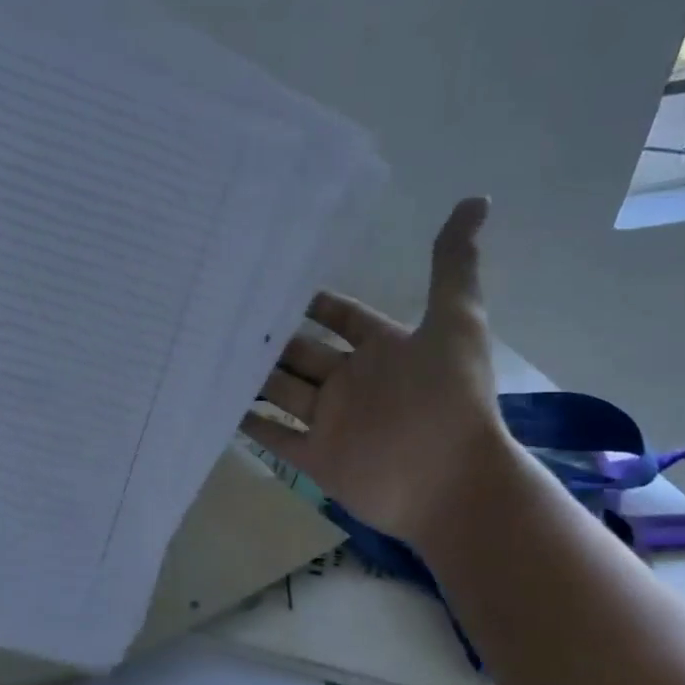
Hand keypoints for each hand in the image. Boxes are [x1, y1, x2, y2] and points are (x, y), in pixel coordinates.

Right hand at [241, 197, 509, 545]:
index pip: (342, 318)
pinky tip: (217, 404)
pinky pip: (275, 436)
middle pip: (303, 353)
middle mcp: (353, 383)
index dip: (313, 303)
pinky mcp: (316, 458)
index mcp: (383, 351)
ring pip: (283, 391)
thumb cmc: (450, 401)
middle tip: (224, 314)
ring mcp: (332, 421)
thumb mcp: (455, 324)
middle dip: (271, 338)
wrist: (451, 485)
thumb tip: (475, 199)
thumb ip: (453, 267)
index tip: (271, 281)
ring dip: (253, 376)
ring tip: (210, 352)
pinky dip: (250, 423)